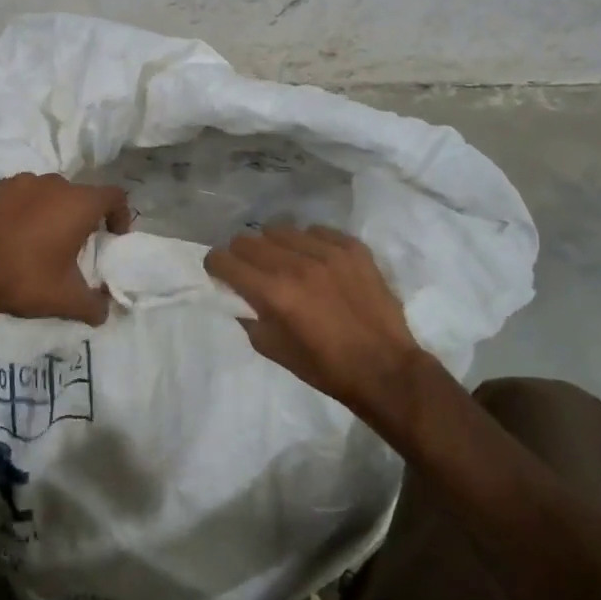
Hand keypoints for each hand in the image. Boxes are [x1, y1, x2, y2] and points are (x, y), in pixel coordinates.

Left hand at [0, 173, 130, 325]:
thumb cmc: (26, 280)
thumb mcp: (68, 301)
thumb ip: (95, 305)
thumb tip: (104, 310)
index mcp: (78, 204)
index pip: (114, 197)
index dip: (120, 215)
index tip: (113, 237)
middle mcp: (54, 184)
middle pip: (80, 194)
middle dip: (84, 216)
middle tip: (77, 244)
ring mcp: (22, 182)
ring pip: (50, 192)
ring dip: (54, 210)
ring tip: (44, 238)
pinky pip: (23, 194)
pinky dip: (27, 208)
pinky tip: (17, 233)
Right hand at [205, 227, 429, 416]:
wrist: (385, 369)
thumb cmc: (326, 368)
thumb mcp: (274, 350)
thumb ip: (249, 318)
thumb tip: (238, 297)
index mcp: (273, 293)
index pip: (224, 259)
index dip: (215, 265)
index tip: (220, 273)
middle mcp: (296, 264)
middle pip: (248, 240)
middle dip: (241, 254)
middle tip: (250, 270)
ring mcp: (327, 252)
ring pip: (280, 230)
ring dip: (274, 246)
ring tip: (285, 262)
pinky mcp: (352, 248)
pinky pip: (317, 231)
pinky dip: (309, 243)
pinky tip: (316, 261)